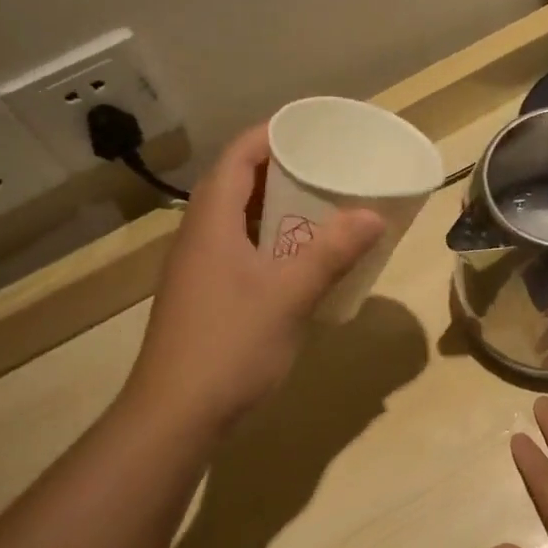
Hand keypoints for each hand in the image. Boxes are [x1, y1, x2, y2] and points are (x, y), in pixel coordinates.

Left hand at [126, 125, 384, 431]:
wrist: (174, 417)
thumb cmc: (230, 347)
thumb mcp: (288, 297)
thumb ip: (330, 254)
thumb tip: (373, 215)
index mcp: (211, 223)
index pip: (237, 156)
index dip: (271, 134)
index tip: (313, 130)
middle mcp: (198, 237)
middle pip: (235, 184)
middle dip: (279, 169)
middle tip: (326, 168)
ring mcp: (196, 270)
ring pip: (236, 220)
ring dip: (274, 207)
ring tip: (320, 206)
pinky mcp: (203, 297)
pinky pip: (237, 250)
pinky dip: (268, 241)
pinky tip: (297, 260)